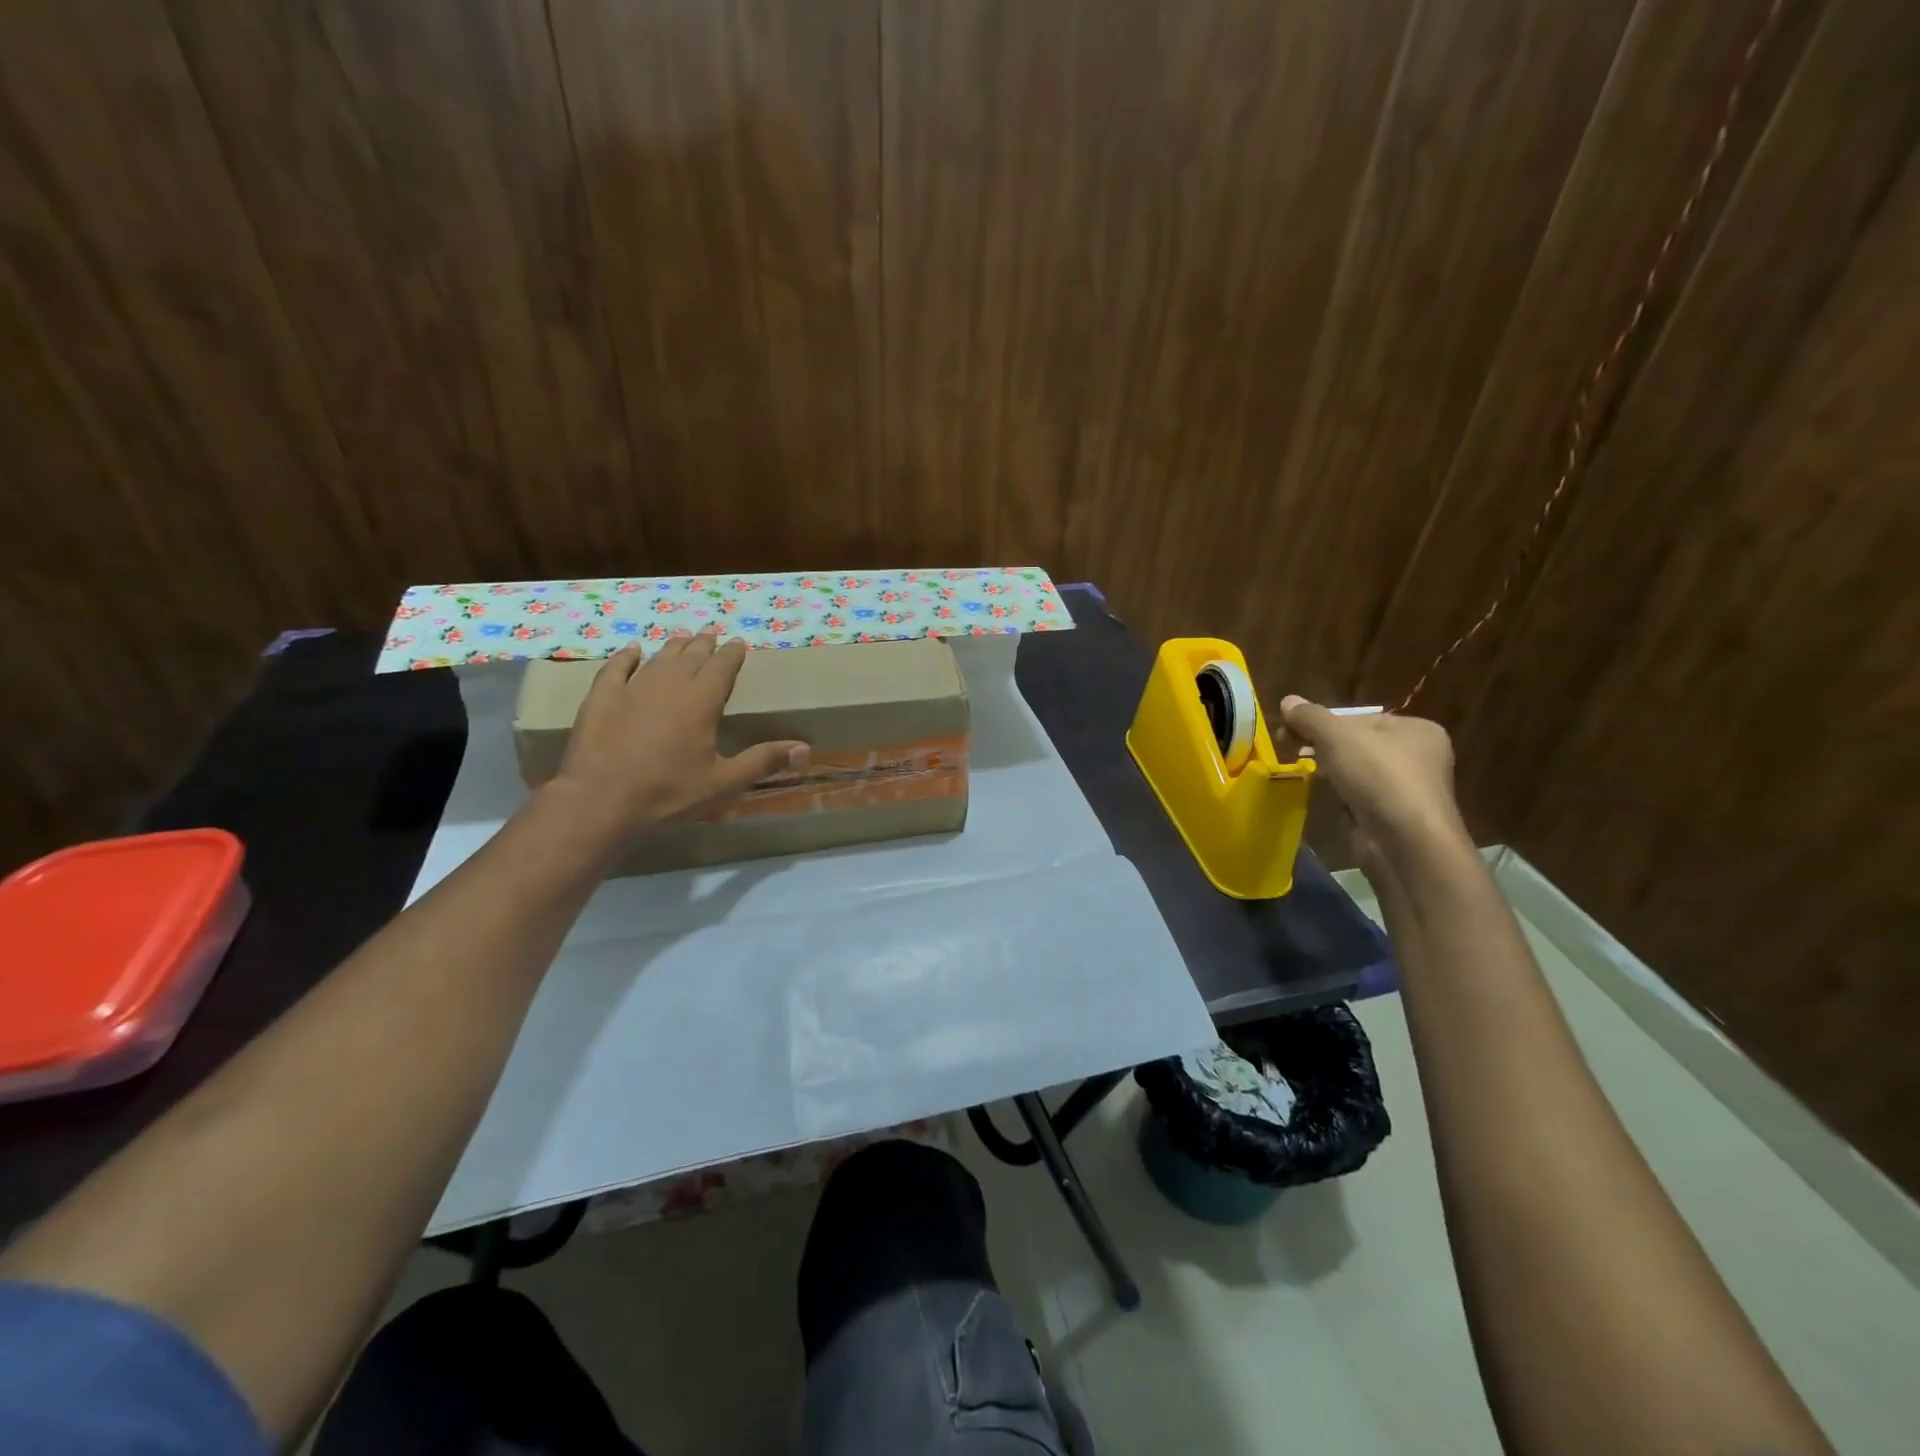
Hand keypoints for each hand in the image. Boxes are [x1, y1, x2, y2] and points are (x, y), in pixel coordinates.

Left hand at [551, 637, 808, 835]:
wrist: (600, 800)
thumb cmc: (669, 792)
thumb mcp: (724, 782)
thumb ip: (764, 761)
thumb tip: (806, 749)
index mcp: (702, 700)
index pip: (723, 666)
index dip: (733, 654)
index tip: (739, 643)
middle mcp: (669, 684)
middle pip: (691, 656)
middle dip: (704, 645)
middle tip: (712, 634)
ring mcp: (632, 688)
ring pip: (658, 658)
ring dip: (673, 647)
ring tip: (682, 637)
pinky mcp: (602, 698)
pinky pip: (616, 668)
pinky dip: (626, 657)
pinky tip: (632, 651)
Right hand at [1278, 696, 1465, 862]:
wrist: (1405, 842)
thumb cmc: (1379, 777)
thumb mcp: (1337, 737)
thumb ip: (1311, 717)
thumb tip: (1287, 700)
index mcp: (1416, 729)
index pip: (1360, 718)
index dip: (1324, 721)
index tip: (1292, 728)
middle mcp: (1418, 756)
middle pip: (1357, 744)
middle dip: (1322, 745)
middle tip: (1289, 746)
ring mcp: (1406, 789)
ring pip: (1355, 771)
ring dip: (1329, 770)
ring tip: (1301, 769)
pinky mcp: (1392, 816)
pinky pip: (1358, 797)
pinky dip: (1339, 795)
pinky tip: (1322, 796)